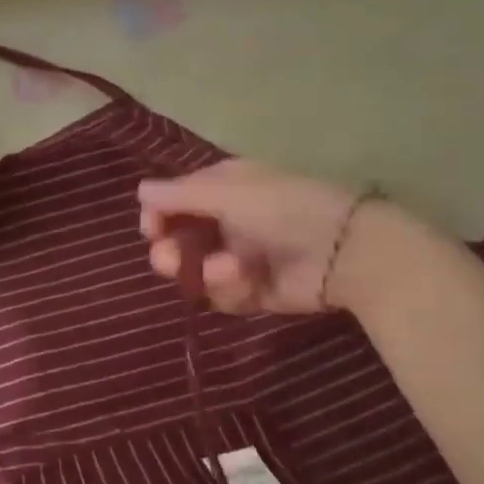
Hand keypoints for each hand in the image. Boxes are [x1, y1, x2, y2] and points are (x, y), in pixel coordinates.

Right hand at [138, 160, 399, 314]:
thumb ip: (179, 195)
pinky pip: (222, 295)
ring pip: (197, 273)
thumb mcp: (227, 192)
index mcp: (222, 188)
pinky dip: (230, 289)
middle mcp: (226, 221)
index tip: (151, 229)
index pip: (174, 201)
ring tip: (229, 270)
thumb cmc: (283, 208)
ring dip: (205, 272)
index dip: (157, 216)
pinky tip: (247, 281)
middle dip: (170, 253)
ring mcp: (239, 258)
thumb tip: (139, 190)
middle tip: (172, 261)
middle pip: (178, 241)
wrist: (345, 252)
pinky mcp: (253, 291)